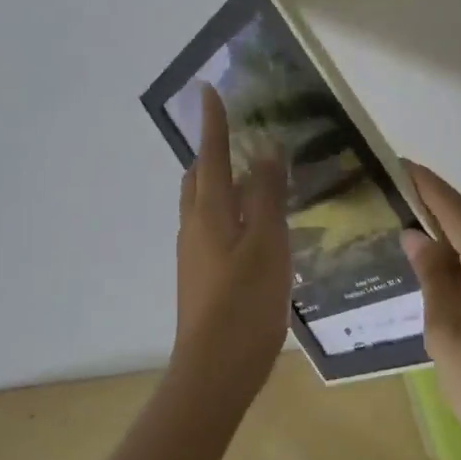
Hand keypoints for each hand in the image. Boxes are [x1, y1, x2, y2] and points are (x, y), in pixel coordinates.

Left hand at [172, 84, 291, 411]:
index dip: (213, 121)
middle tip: (235, 134)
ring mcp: (193, 253)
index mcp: (209, 211)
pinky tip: (251, 225)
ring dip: (218, 180)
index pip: (212, 154)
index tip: (208, 90)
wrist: (214, 369)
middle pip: (198, 177)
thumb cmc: (245, 302)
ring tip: (249, 175)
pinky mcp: (199, 275)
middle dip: (212, 150)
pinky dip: (226, 209)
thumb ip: (267, 196)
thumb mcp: (268, 244)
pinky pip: (209, 225)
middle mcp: (194, 225)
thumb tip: (266, 152)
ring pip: (201, 203)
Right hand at [401, 163, 460, 459]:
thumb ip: (433, 278)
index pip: (458, 213)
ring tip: (404, 222)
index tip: (400, 164)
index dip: (429, 186)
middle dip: (433, 207)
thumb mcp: (446, 335)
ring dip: (446, 234)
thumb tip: (417, 235)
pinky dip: (460, 259)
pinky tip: (434, 263)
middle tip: (392, 193)